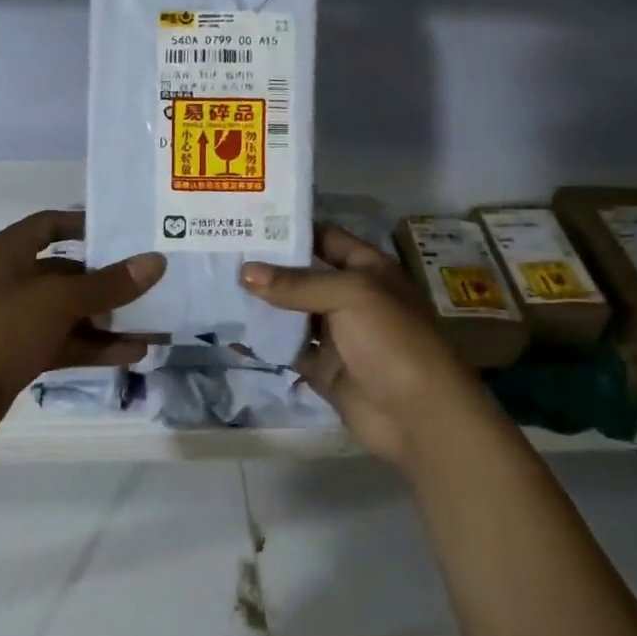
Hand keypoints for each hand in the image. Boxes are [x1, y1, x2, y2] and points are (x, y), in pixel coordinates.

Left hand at [0, 210, 165, 416]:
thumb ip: (108, 284)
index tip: (122, 231)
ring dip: (107, 319)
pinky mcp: (18, 356)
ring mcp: (12, 321)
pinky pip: (63, 343)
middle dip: (106, 281)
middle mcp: (9, 281)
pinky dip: (93, 347)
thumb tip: (156, 261)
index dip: (82, 224)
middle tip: (149, 283)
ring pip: (67, 313)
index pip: (48, 224)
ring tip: (152, 325)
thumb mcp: (58, 300)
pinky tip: (131, 354)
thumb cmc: (0, 328)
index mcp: (7, 252)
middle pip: (64, 272)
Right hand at [241, 224, 492, 467]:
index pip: (326, 238)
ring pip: (291, 312)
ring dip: (261, 303)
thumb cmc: (392, 339)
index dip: (292, 229)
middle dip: (268, 266)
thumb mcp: (349, 296)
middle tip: (222, 253)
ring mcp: (336, 334)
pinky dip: (263, 341)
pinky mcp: (322, 367)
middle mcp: (350, 297)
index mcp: (368, 269)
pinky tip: (231, 329)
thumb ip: (296, 284)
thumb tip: (245, 272)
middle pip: (303, 275)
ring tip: (217, 285)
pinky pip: (287, 348)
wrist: (419, 415)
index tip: (249, 220)